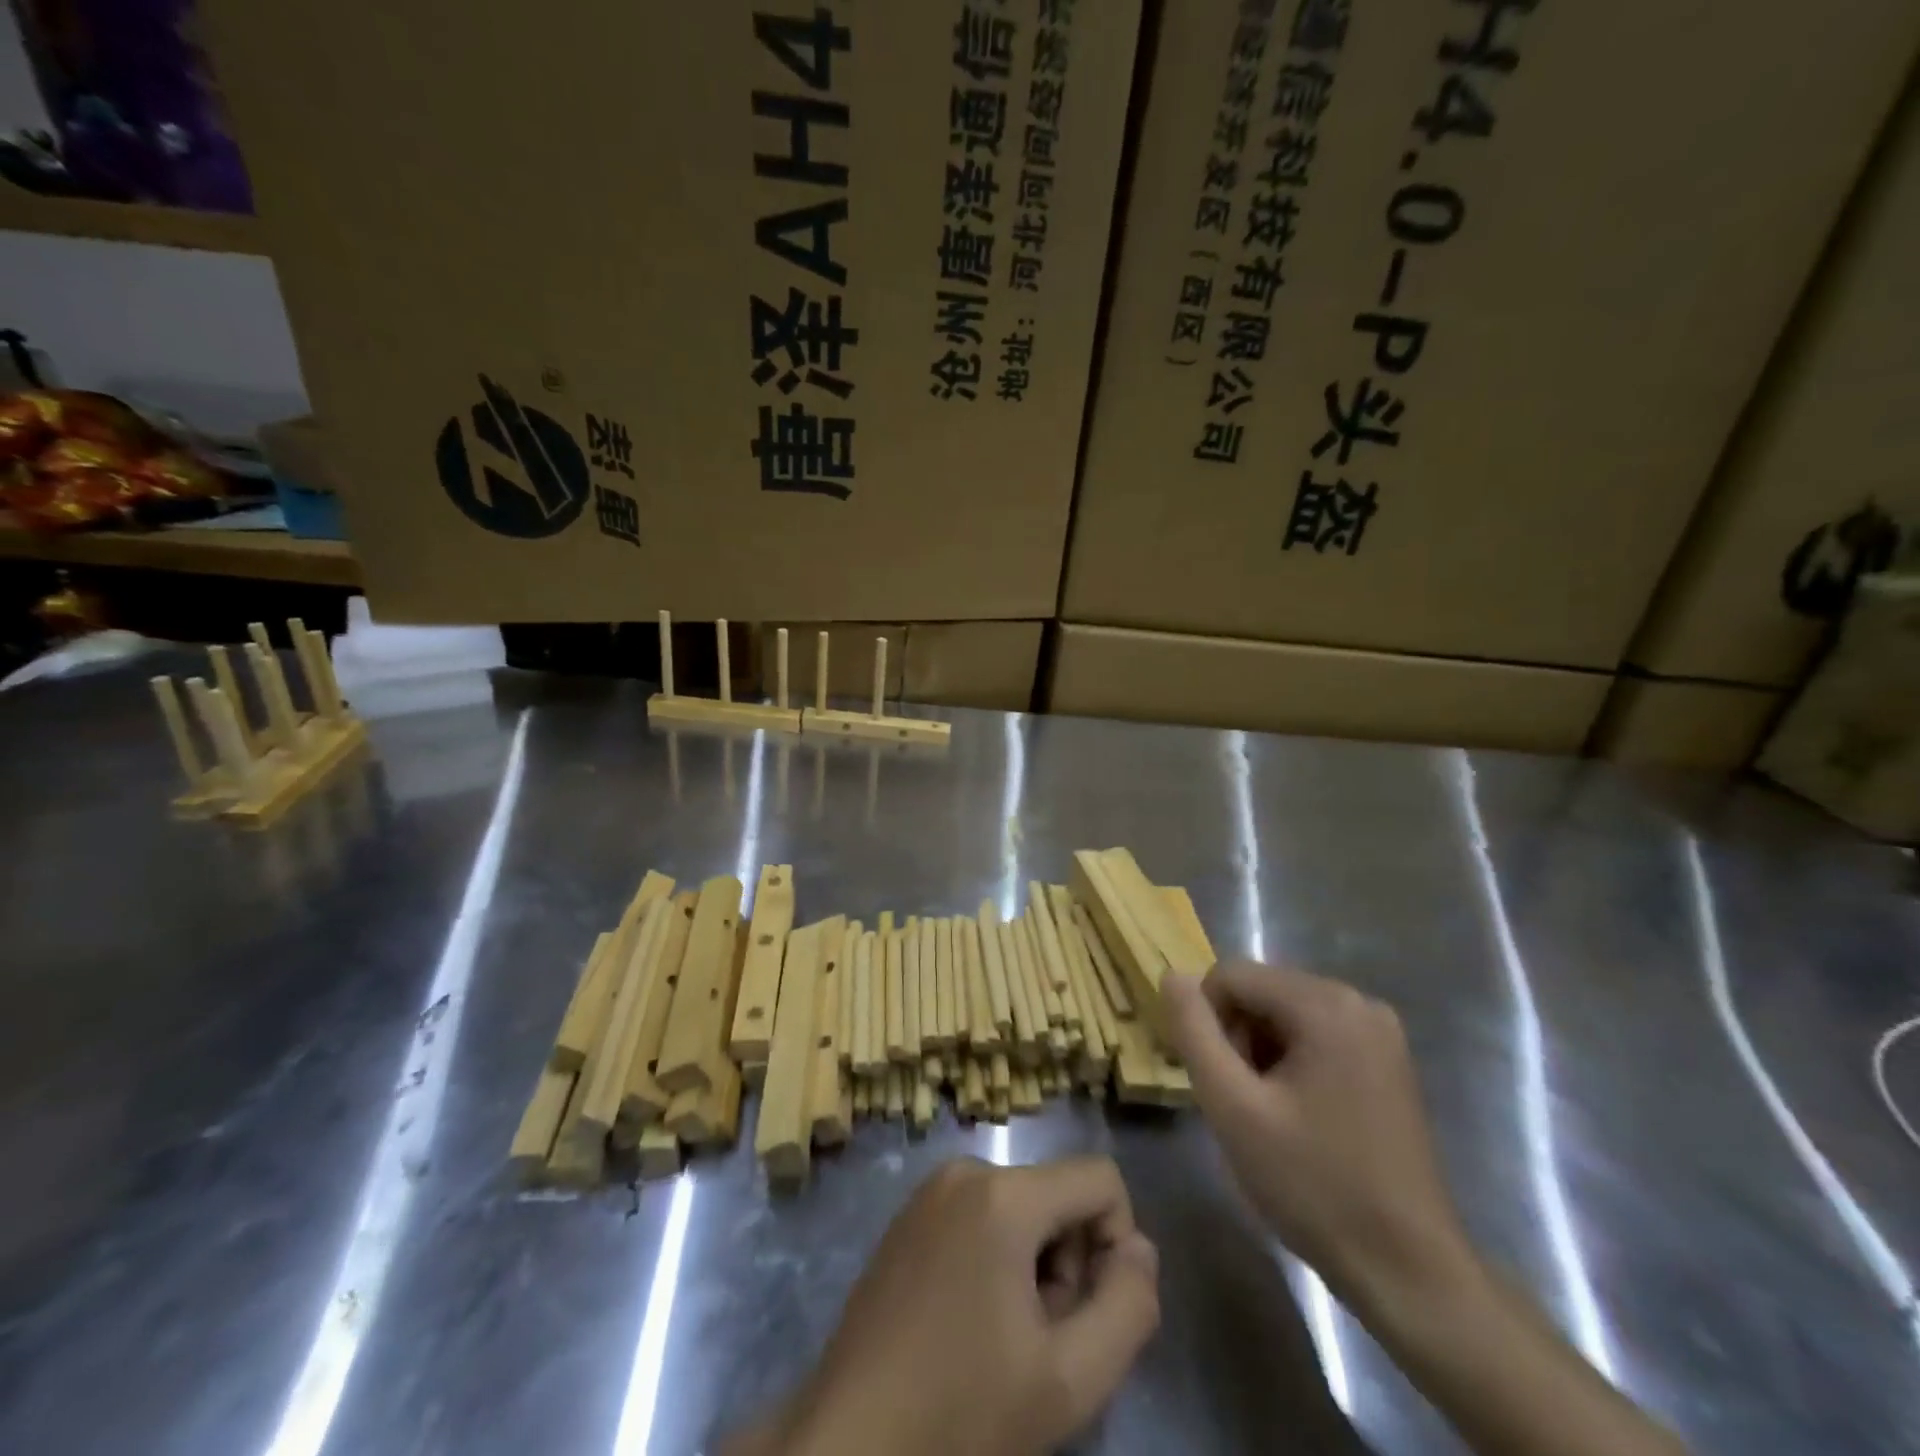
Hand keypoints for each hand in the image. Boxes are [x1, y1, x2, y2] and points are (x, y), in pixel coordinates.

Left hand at [779, 1157, 1159, 1455]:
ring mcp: (931, 1189)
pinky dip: (997, 1258)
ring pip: (1023, 1207)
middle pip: (1059, 1195)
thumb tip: (1140, 1248)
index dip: (1117, 1244)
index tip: (1089, 1312)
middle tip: (1041, 1339)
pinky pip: (982, 1213)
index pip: (1101, 1178)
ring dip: (1034, 1266)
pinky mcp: (909, 1213)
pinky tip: (971, 1322)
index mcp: (1004, 1193)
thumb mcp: (1070, 1380)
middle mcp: (966, 1169)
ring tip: (1004, 1337)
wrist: (850, 1440)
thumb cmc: (963, 1411)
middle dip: (1069, 1263)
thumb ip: (1129, 1307)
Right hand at [1163, 962, 1473, 1318]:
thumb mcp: (1232, 1107)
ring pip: (1284, 1014)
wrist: (1408, 1271)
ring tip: (1270, 1114)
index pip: (1230, 975)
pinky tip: (1299, 1116)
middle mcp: (1357, 1001)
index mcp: (1325, 1004)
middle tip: (1243, 1104)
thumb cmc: (1313, 1185)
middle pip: (1260, 991)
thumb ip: (1194, 1032)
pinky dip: (1292, 1063)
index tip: (1218, 1082)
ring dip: (1261, 1052)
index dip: (1207, 1022)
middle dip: (1237, 1038)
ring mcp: (1379, 1031)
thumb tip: (1172, 974)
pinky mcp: (1388, 1061)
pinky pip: (1316, 1035)